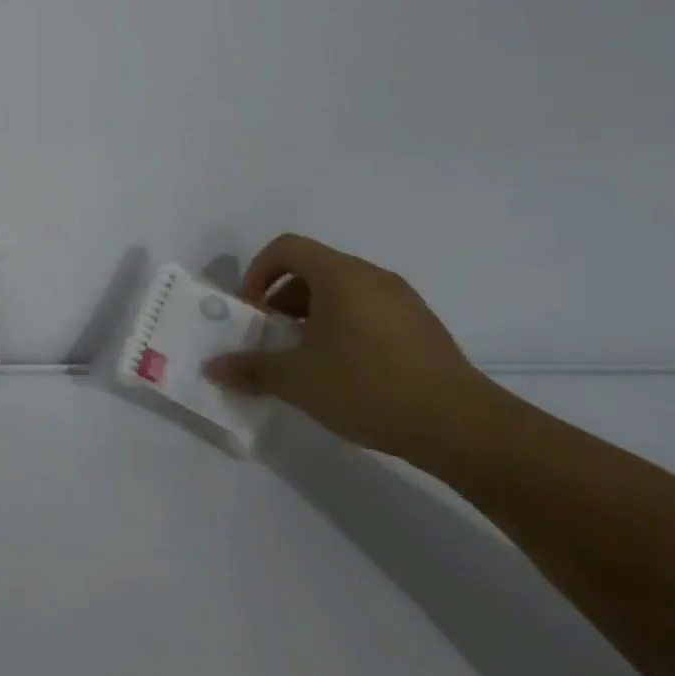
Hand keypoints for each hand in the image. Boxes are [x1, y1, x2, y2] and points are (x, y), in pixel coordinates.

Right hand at [203, 233, 490, 462]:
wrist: (462, 427)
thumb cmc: (369, 388)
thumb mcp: (299, 381)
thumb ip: (252, 369)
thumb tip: (212, 368)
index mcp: (339, 275)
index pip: (287, 248)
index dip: (259, 271)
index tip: (252, 310)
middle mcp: (371, 276)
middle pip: (313, 268)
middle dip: (283, 298)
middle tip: (274, 336)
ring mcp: (402, 299)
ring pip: (342, 290)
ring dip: (313, 313)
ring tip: (308, 357)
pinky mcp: (423, 326)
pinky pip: (370, 309)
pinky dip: (345, 325)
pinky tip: (348, 371)